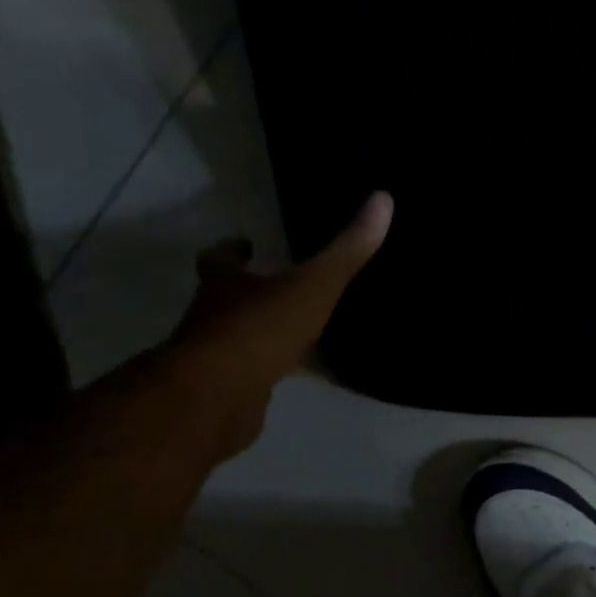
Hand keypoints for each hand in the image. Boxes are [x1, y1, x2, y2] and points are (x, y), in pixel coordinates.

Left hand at [163, 191, 393, 458]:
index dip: (231, 251)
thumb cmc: (259, 329)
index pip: (219, 260)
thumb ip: (347, 250)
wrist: (216, 398)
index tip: (246, 244)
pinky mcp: (229, 392)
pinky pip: (252, 374)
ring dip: (260, 332)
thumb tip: (383, 199)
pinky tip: (298, 373)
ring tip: (297, 330)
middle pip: (225, 298)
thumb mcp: (313, 285)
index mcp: (226, 285)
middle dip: (247, 291)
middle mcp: (212, 316)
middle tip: (279, 285)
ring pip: (237, 337)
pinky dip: (271, 370)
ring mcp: (216, 357)